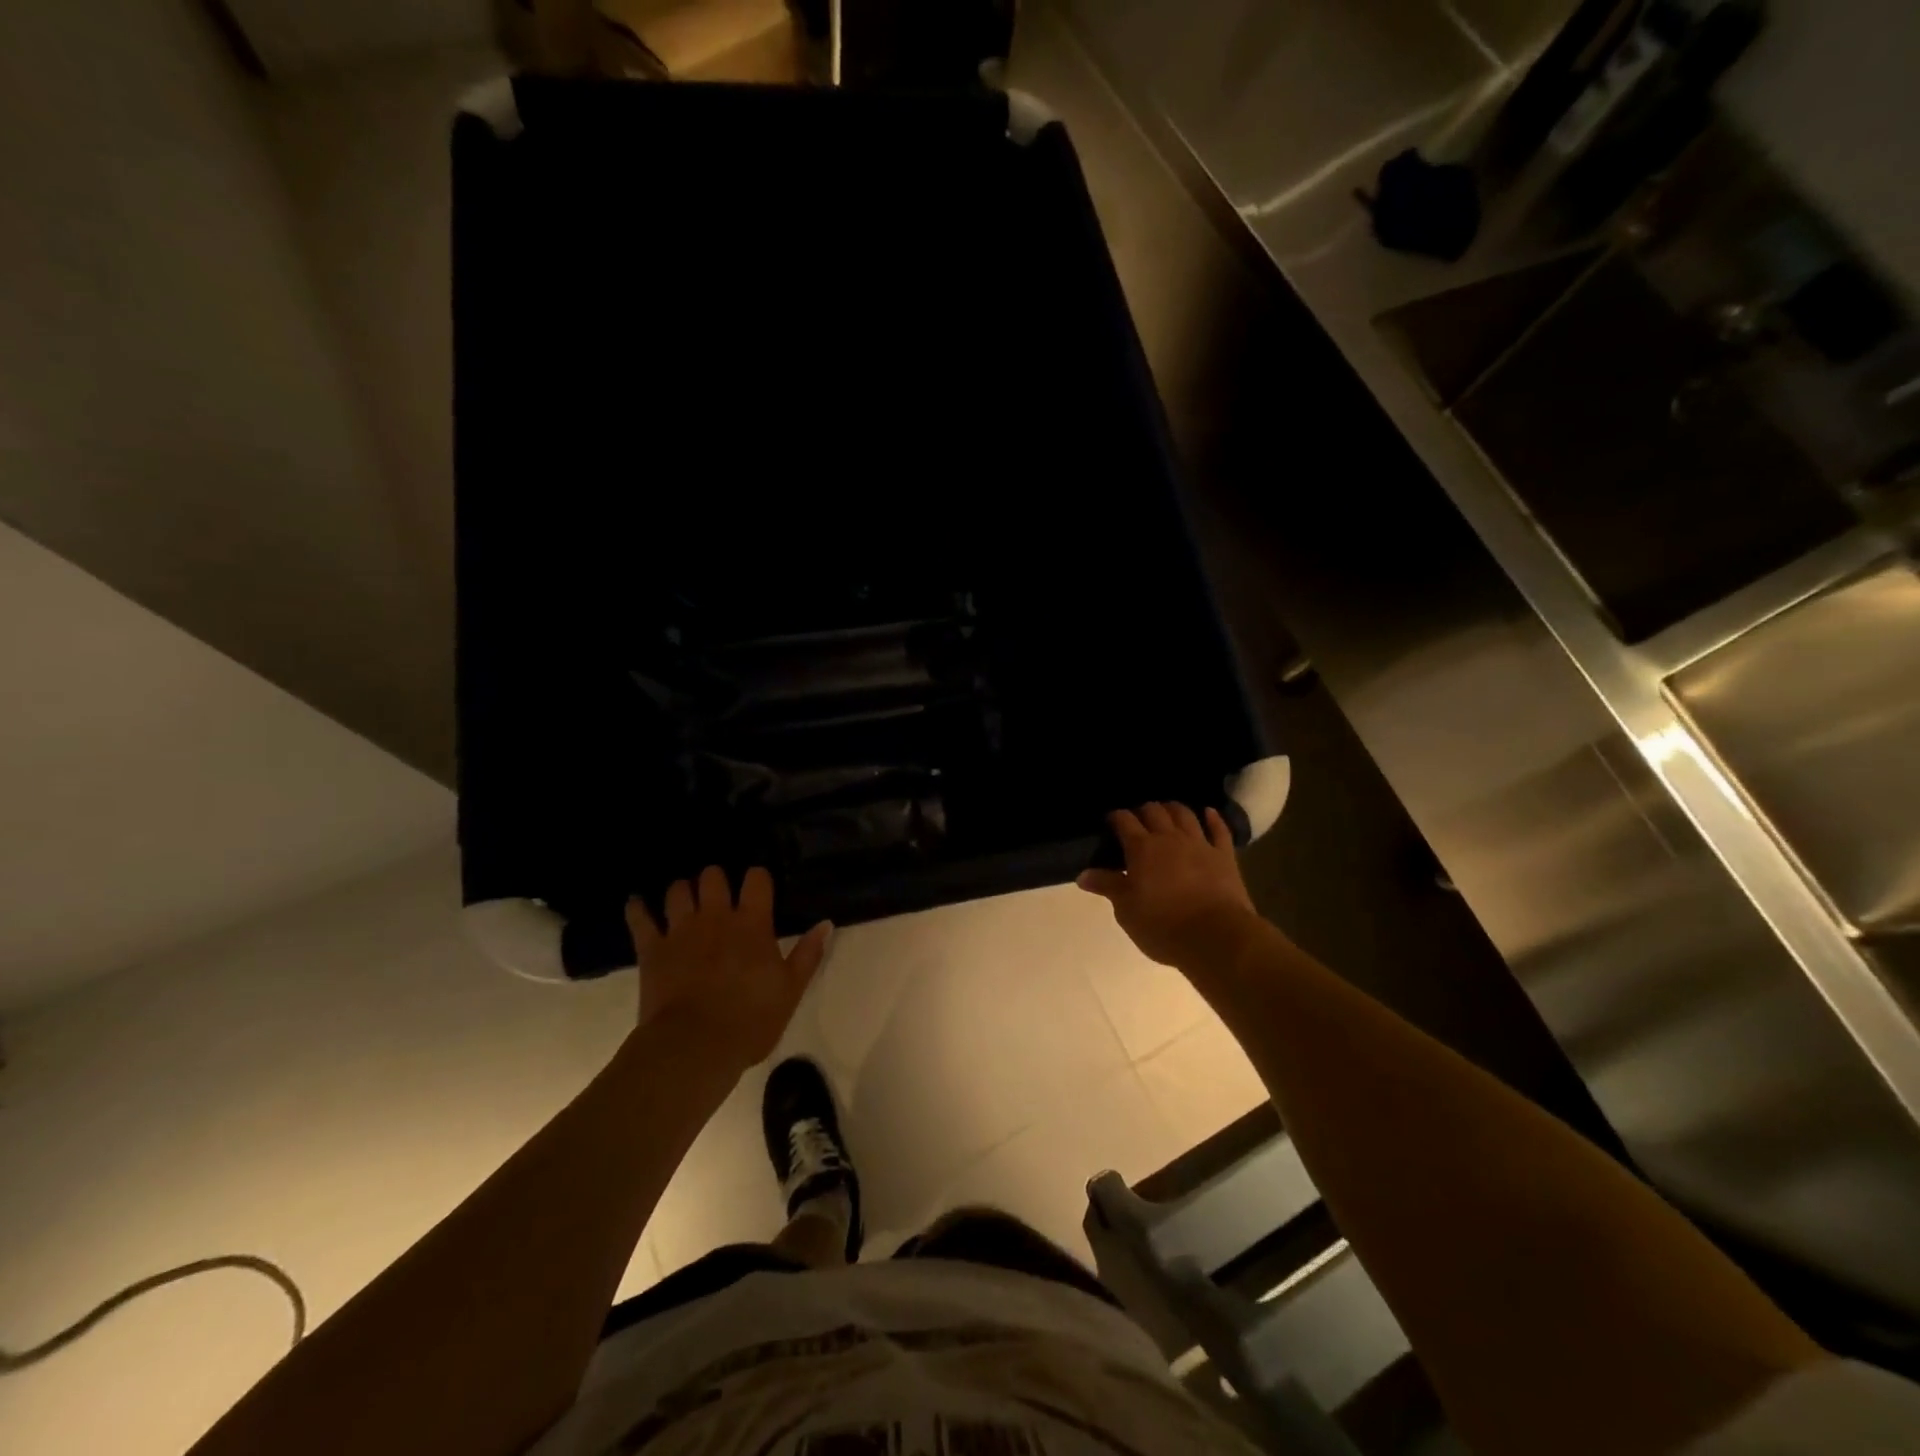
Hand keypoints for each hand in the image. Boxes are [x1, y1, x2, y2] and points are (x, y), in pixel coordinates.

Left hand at [626, 867, 831, 1073]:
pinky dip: (637, 908)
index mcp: (752, 924)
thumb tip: (826, 923)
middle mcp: (716, 917)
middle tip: (719, 896)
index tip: (759, 888)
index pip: (756, 879)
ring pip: (677, 890)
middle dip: (716, 880)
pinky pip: (639, 918)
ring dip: (682, 891)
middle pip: (712, 876)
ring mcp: (680, 930)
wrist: (694, 1047)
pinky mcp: (651, 949)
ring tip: (686, 901)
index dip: (758, 878)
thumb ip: (808, 954)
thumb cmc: (750, 1021)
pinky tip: (637, 903)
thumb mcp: (790, 991)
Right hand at [1078, 802, 1260, 969]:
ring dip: (1173, 808)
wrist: (1215, 937)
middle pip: (1154, 811)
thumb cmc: (1162, 925)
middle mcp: (1169, 838)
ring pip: (1184, 814)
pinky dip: (1213, 818)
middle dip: (1143, 810)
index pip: (1124, 821)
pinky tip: (1209, 812)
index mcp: (1141, 848)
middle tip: (1137, 819)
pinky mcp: (1224, 856)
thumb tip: (1083, 874)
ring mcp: (1200, 844)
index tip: (1110, 821)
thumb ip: (1107, 886)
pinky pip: (1219, 830)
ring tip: (1166, 810)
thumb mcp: (1126, 909)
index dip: (1115, 817)